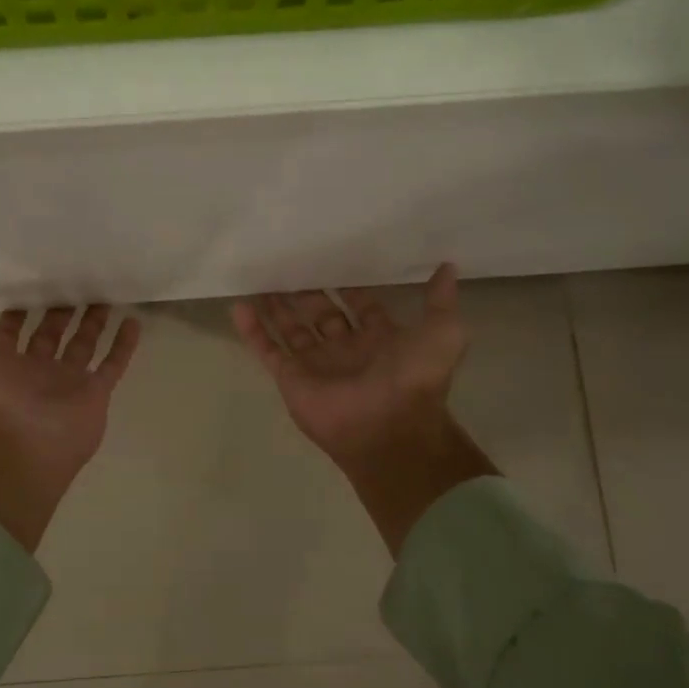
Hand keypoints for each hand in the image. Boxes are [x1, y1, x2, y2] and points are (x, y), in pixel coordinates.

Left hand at [0, 305, 141, 552]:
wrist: (17, 449)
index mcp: (3, 365)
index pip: (12, 333)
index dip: (18, 313)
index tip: (29, 286)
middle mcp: (36, 372)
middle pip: (51, 335)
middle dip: (60, 312)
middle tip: (73, 282)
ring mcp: (68, 383)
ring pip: (84, 345)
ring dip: (94, 323)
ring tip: (105, 296)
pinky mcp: (95, 393)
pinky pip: (113, 365)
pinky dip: (124, 345)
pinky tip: (133, 321)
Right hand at [232, 265, 494, 554]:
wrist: (387, 427)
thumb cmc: (414, 378)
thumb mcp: (443, 332)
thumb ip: (441, 300)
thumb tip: (448, 267)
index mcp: (379, 339)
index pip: (361, 306)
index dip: (350, 287)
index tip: (333, 260)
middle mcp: (345, 349)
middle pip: (321, 314)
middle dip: (307, 293)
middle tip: (289, 265)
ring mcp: (315, 364)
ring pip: (291, 329)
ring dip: (277, 307)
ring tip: (261, 280)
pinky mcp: (290, 378)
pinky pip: (267, 350)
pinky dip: (252, 330)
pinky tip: (240, 305)